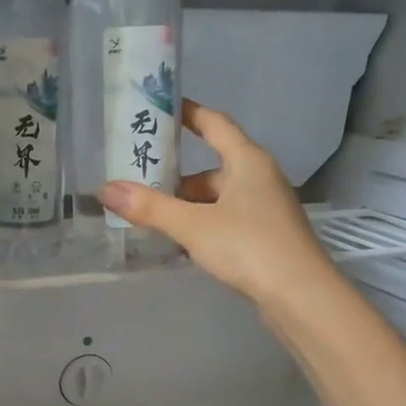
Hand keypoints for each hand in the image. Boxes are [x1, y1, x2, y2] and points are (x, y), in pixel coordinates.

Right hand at [102, 100, 335, 306]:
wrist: (299, 295)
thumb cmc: (249, 246)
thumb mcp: (193, 225)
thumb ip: (150, 208)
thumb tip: (106, 189)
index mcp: (248, 161)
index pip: (215, 125)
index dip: (189, 114)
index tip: (162, 110)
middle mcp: (260, 178)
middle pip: (212, 168)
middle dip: (178, 177)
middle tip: (141, 184)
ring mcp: (265, 209)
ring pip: (218, 199)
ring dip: (189, 206)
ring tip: (153, 218)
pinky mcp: (265, 237)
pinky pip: (226, 220)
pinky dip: (203, 225)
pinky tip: (183, 243)